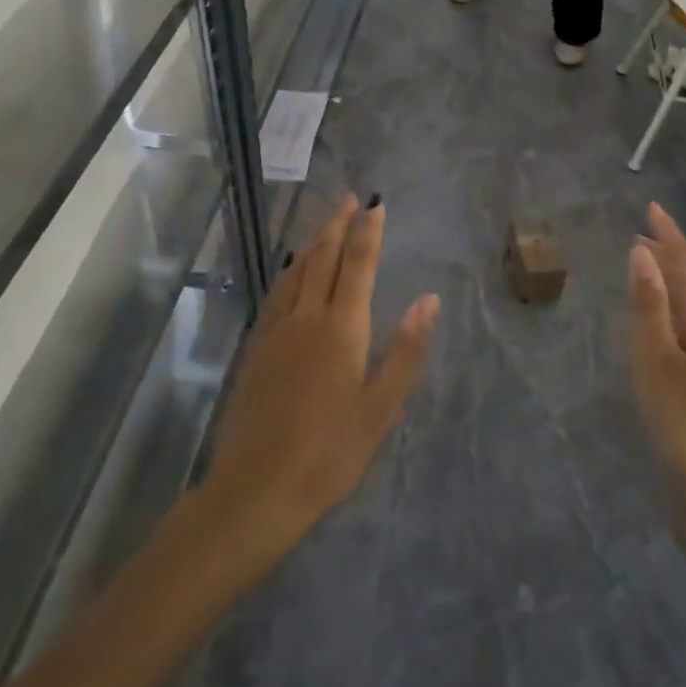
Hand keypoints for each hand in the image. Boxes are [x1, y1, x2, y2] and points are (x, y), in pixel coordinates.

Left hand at [200, 197, 437, 561]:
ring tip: (324, 226)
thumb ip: (405, 349)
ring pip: (295, 272)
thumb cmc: (329, 452)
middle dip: (337, 224)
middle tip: (348, 198)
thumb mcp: (380, 408)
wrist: (256, 488)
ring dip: (313, 242)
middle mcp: (306, 317)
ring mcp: (276, 331)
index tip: (375, 205)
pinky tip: (290, 273)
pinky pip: (276, 293)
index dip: (367, 232)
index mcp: (341, 328)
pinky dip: (289, 271)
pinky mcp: (256, 348)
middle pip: (322, 257)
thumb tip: (429, 299)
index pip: (357, 265)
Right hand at [627, 202, 685, 541]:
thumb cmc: (683, 421)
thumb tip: (642, 252)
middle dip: (669, 255)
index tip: (652, 207)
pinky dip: (669, 311)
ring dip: (669, 282)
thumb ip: (649, 304)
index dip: (668, 234)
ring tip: (644, 267)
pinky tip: (656, 323)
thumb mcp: (656, 358)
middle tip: (642, 233)